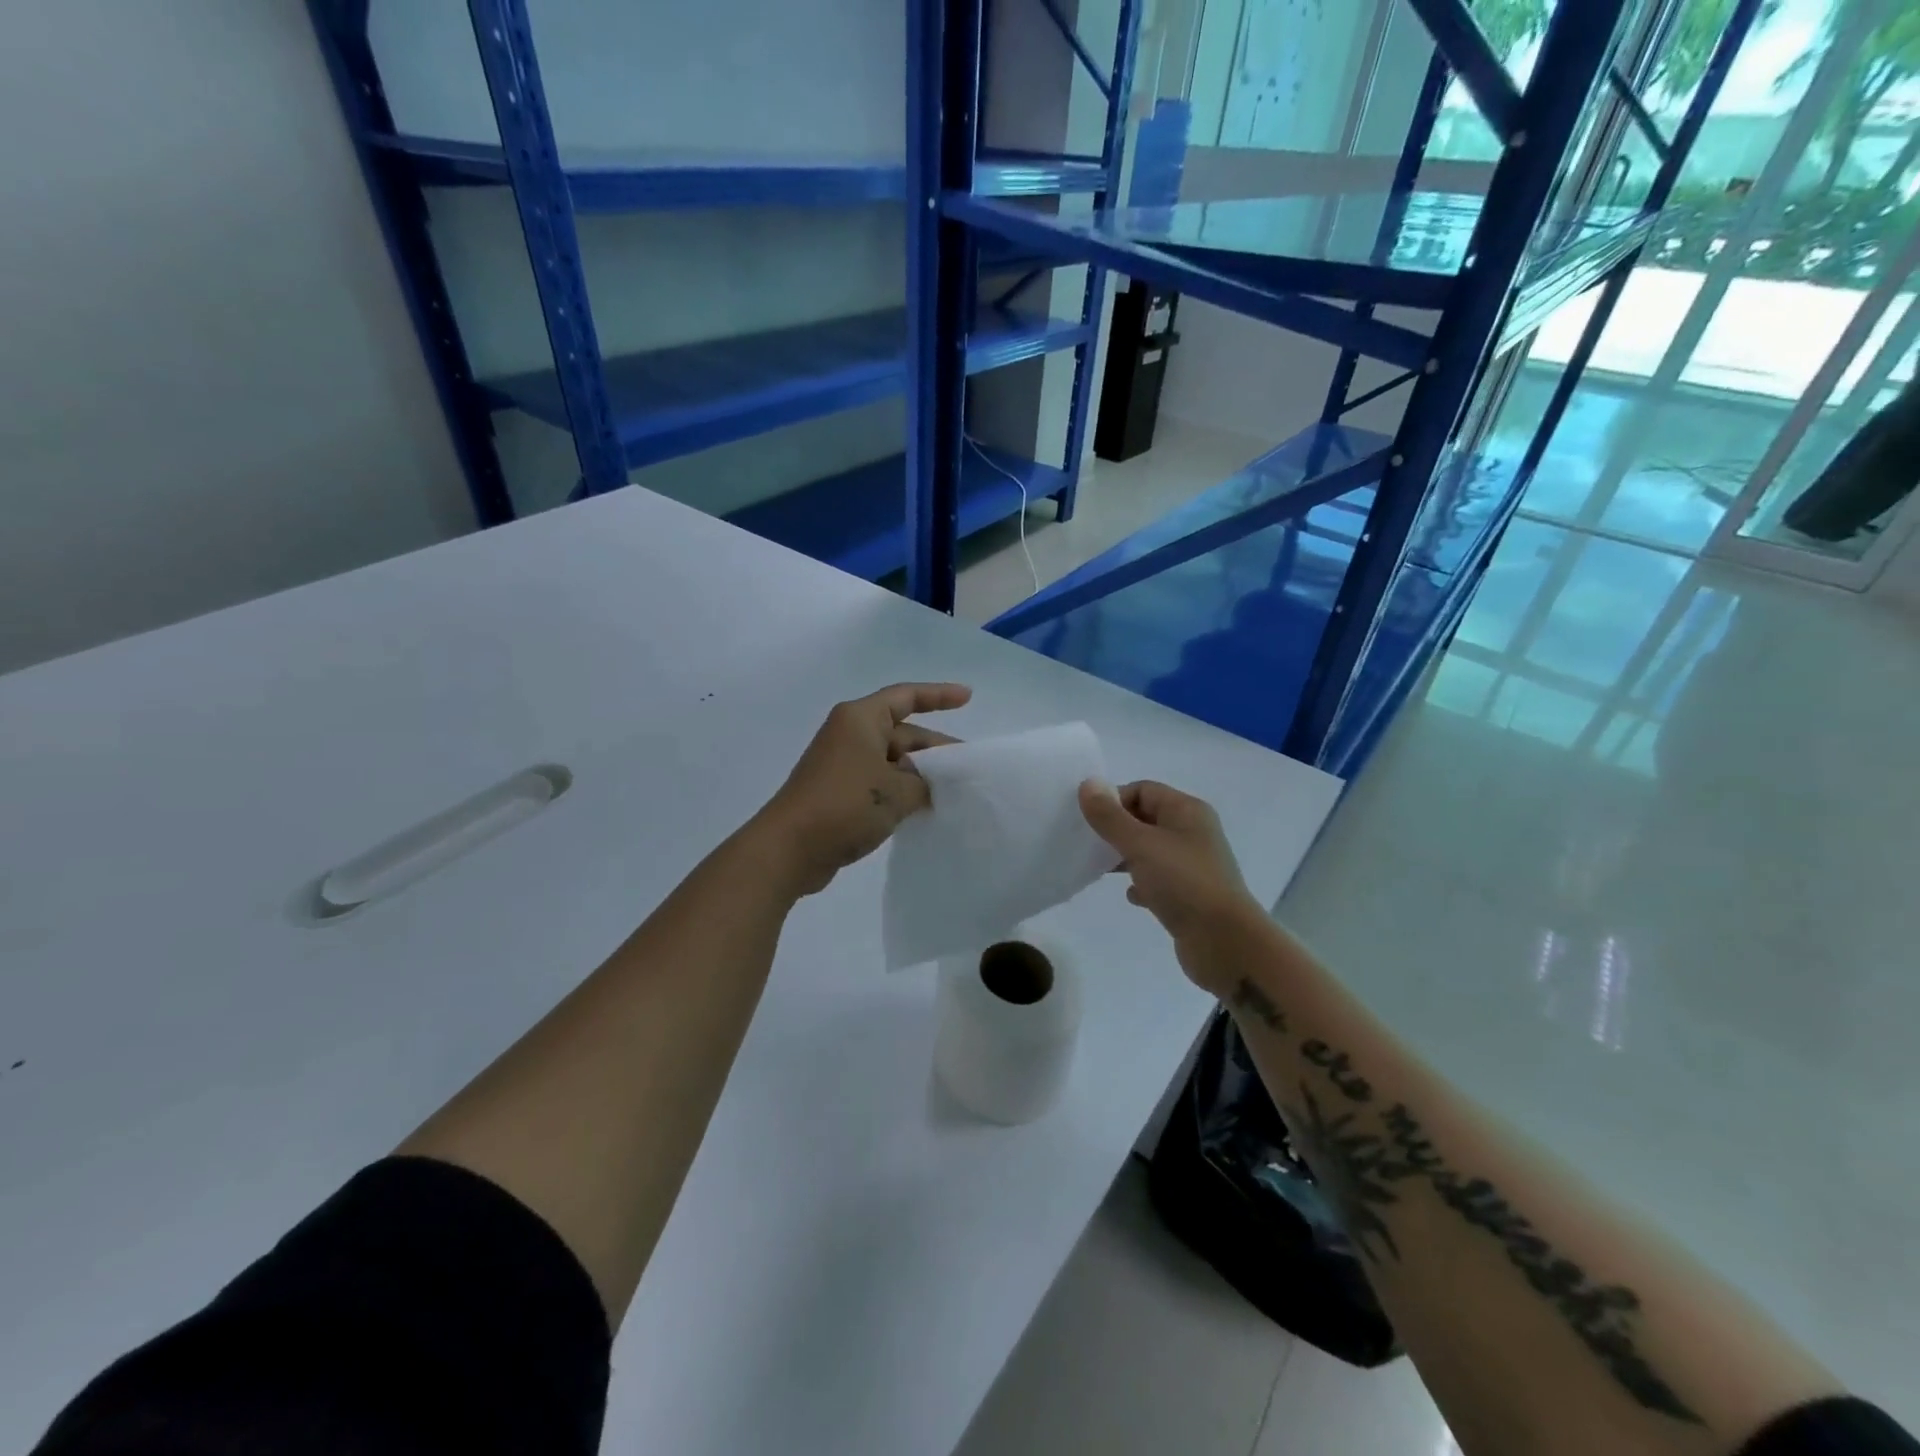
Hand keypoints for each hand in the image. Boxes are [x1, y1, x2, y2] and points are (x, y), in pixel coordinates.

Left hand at [752, 682, 971, 895]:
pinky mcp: (840, 792)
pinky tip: (926, 809)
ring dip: (921, 774)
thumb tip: (935, 785)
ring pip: (893, 761)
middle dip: (936, 749)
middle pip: (903, 732)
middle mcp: (851, 734)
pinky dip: (903, 791)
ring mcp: (844, 764)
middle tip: (969, 769)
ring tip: (955, 792)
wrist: (789, 849)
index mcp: (861, 719)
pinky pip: (880, 782)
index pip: (906, 697)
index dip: (939, 695)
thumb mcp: (897, 791)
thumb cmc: (844, 805)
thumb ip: (926, 783)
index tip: (968, 697)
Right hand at [1078, 779, 1265, 988]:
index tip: (1090, 823)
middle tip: (1089, 845)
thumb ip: (1110, 816)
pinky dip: (1142, 884)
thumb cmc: (1183, 883)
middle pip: (1145, 819)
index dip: (1114, 801)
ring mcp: (1192, 865)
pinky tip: (1131, 896)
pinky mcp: (1189, 895)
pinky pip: (1158, 880)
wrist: (1225, 943)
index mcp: (1187, 811)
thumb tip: (1088, 783)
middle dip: (1116, 829)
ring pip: (1149, 851)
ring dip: (1125, 857)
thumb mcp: (1140, 844)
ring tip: (1101, 869)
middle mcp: (1192, 833)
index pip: (1143, 790)